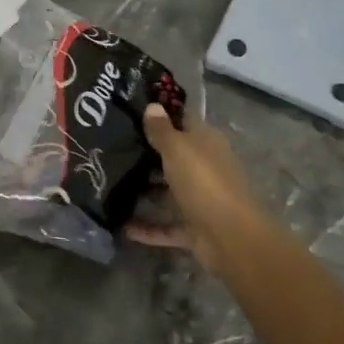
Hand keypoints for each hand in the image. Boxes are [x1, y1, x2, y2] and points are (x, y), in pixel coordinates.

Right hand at [128, 103, 269, 270]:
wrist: (231, 237)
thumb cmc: (204, 181)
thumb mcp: (178, 149)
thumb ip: (162, 130)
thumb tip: (153, 106)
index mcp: (206, 142)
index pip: (183, 120)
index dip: (161, 114)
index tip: (132, 111)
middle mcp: (206, 167)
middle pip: (175, 156)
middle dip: (149, 154)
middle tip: (113, 147)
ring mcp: (201, 199)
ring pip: (171, 191)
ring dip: (147, 190)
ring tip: (113, 184)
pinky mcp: (195, 228)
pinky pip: (167, 226)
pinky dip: (148, 228)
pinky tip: (123, 227)